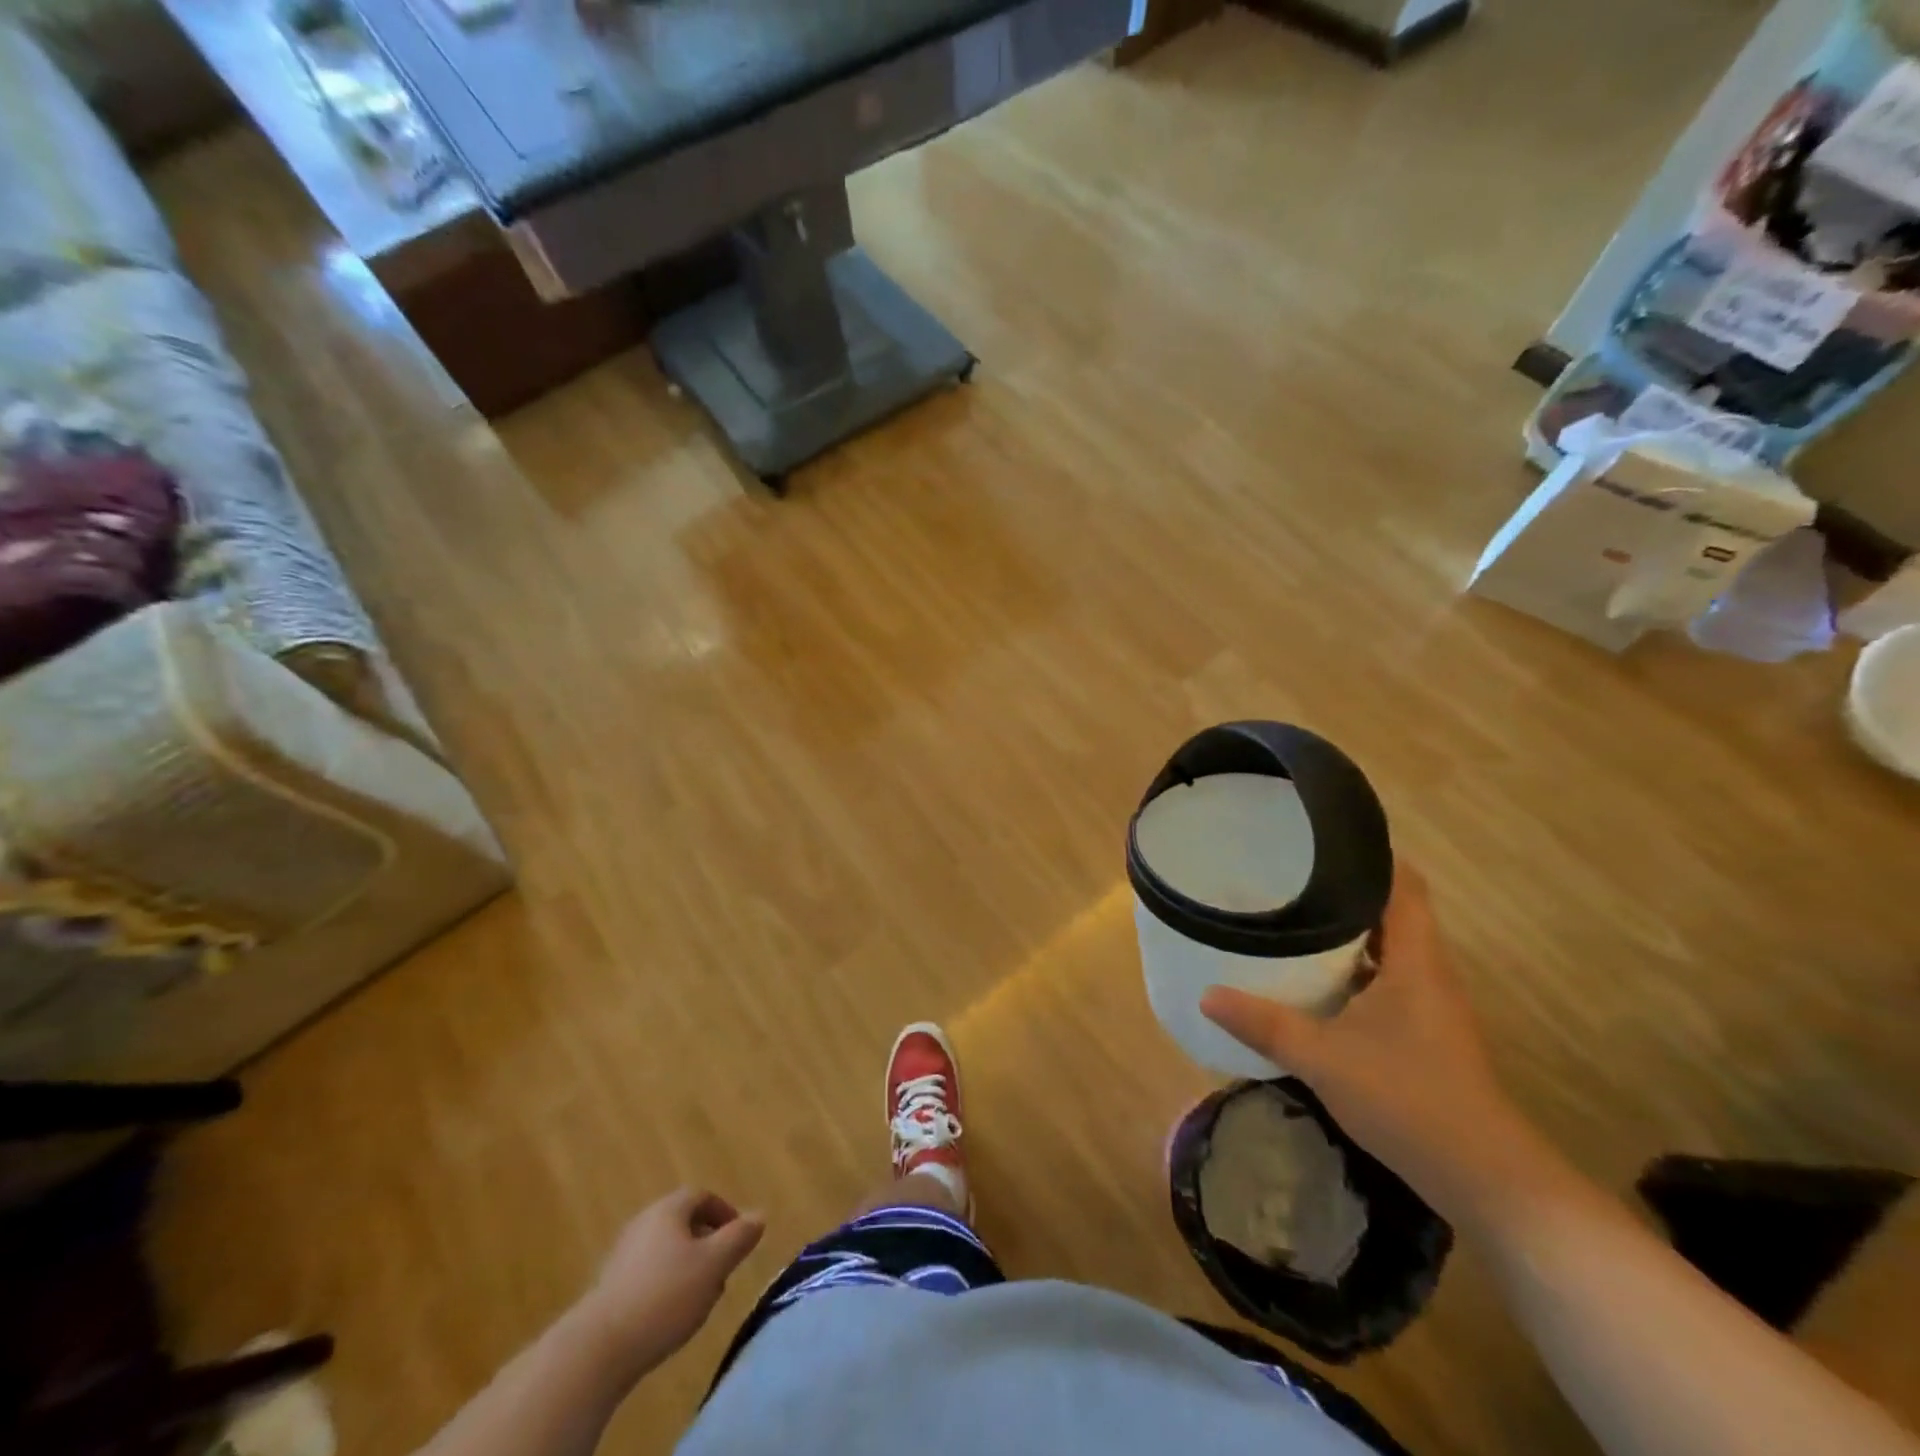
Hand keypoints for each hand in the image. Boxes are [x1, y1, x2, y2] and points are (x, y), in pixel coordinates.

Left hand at [576, 1189, 764, 1374]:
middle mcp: (643, 1223)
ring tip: (701, 1298)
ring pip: (666, 1250)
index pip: (702, 1196)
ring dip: (688, 1267)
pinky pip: (648, 1274)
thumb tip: (760, 1214)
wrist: (597, 1350)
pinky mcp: (609, 1288)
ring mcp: (622, 1255)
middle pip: (683, 1222)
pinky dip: (666, 1285)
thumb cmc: (664, 1296)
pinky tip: (670, 1316)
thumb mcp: (713, 1265)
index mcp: (668, 1210)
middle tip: (723, 1271)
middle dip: (708, 1243)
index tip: (739, 1239)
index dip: (725, 1213)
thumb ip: (739, 1238)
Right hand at [1200, 865, 1542, 1217]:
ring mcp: (1430, 1003)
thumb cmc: (1408, 1099)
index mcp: (1415, 960)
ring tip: (1291, 915)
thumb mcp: (1323, 1058)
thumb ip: (1264, 1023)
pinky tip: (1314, 978)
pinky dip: (1352, 966)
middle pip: (1391, 909)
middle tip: (1287, 874)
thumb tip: (1205, 995)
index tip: (1321, 837)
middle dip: (1343, 888)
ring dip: (1347, 930)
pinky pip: (1386, 977)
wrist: (1485, 1179)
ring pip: (1387, 946)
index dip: (1370, 853)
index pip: (1403, 883)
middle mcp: (1429, 971)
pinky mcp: (1425, 1030)